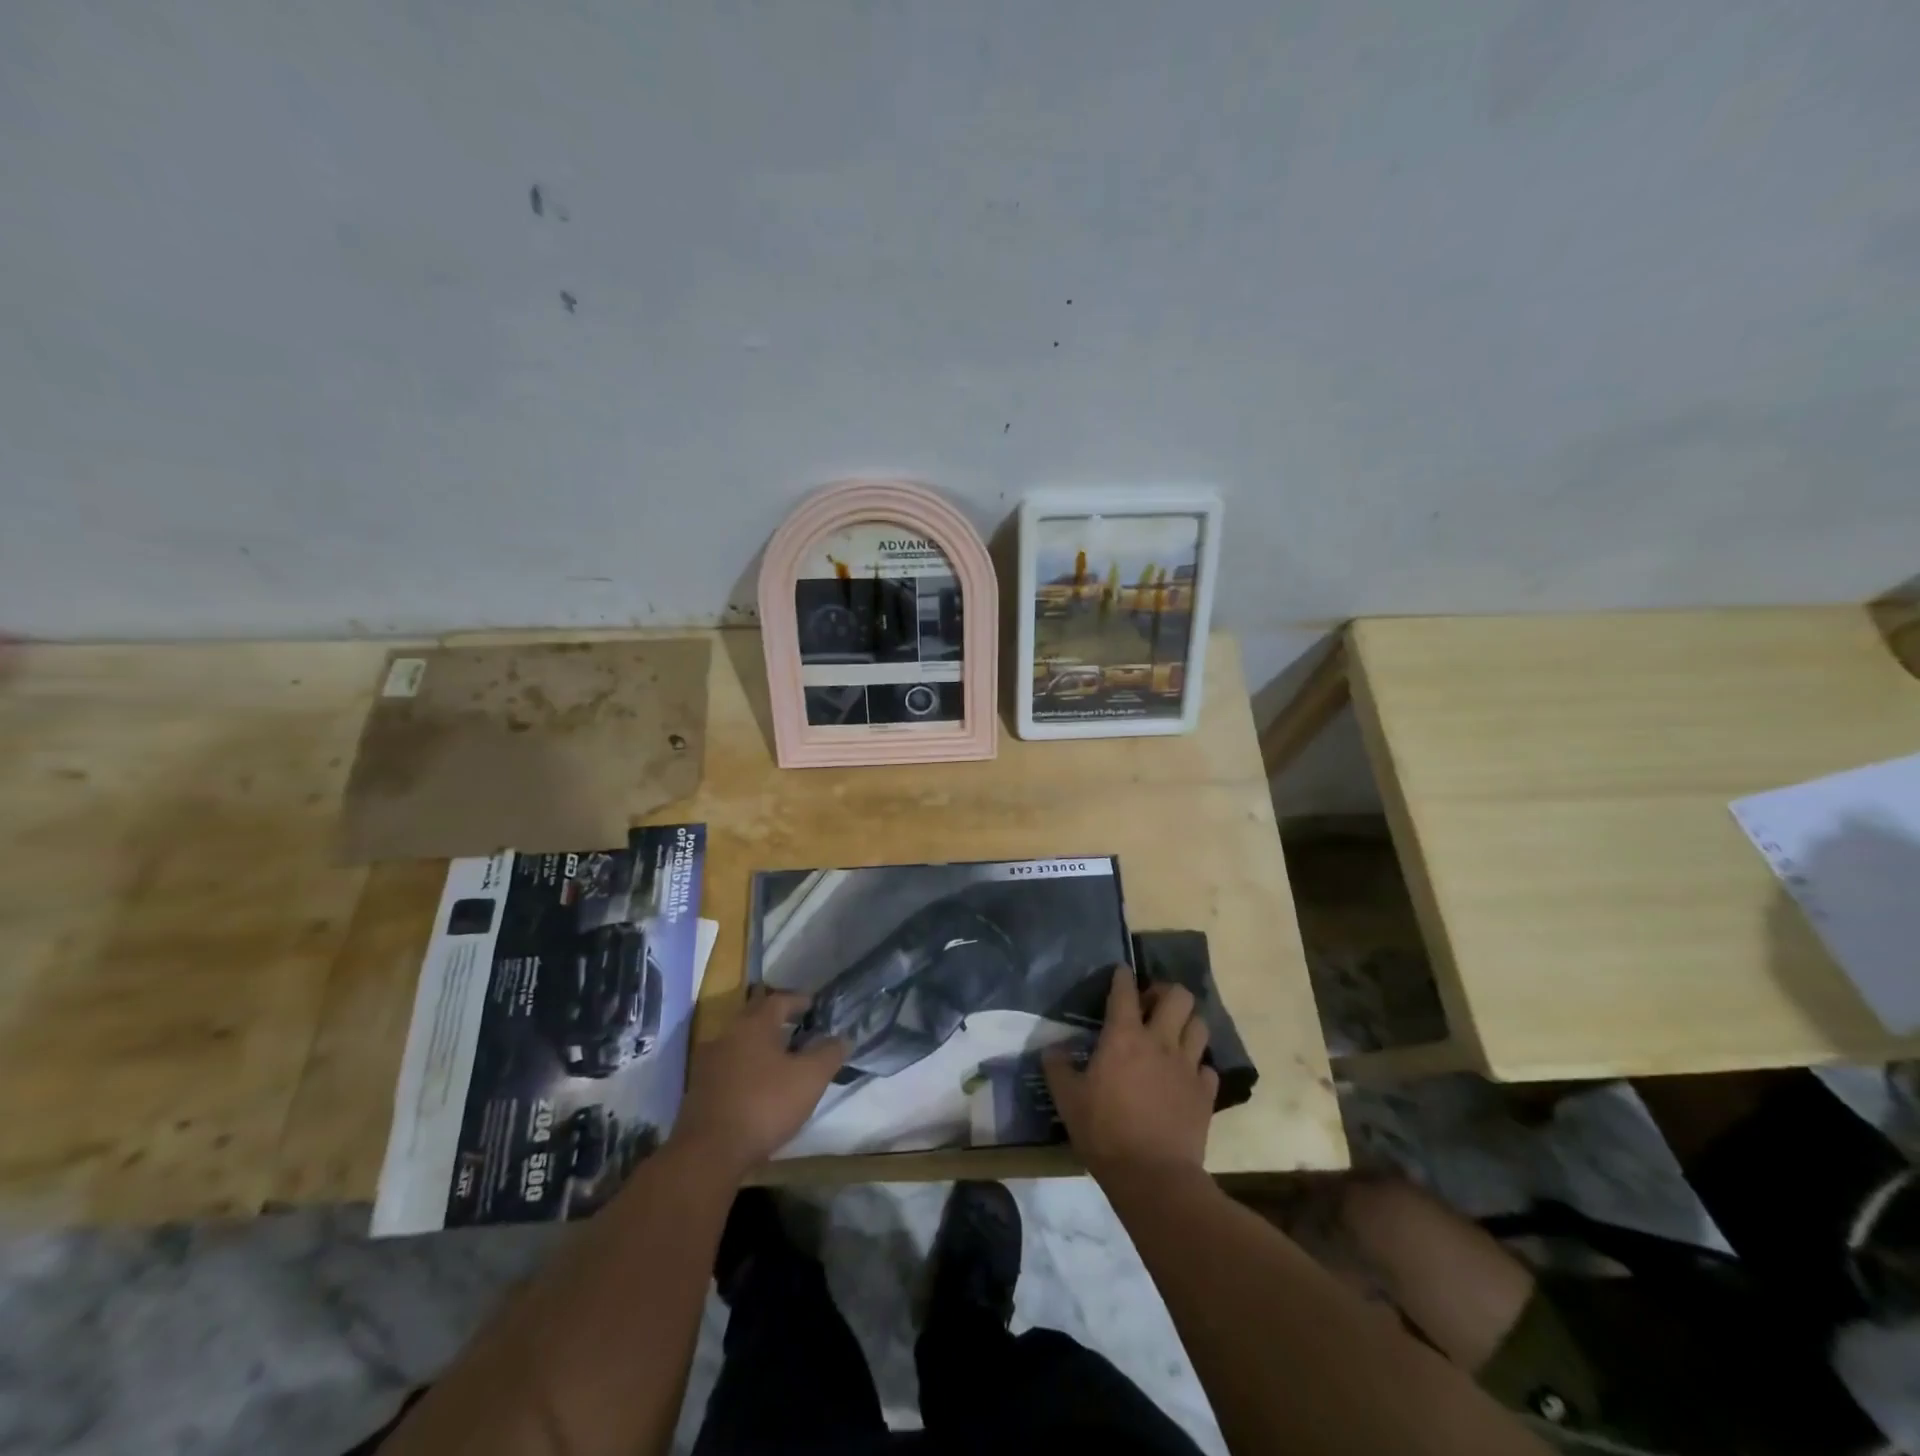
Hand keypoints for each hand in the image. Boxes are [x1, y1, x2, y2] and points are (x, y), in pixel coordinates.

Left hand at [673, 991, 846, 1176]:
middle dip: (777, 1019)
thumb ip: (829, 1054)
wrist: (708, 1153)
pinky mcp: (699, 1088)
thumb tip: (843, 1037)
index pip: (779, 1000)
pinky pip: (728, 1064)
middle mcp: (728, 1034)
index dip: (799, 1000)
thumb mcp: (810, 1079)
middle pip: (756, 1016)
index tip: (814, 1006)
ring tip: (780, 1056)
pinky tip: (757, 1083)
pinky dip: (745, 1065)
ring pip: (740, 1041)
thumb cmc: (764, 1105)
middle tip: (799, 1026)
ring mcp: (708, 1061)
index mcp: (754, 1024)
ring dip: (760, 1043)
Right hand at [1044, 966, 1217, 1180]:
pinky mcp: (1205, 1093)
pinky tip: (1186, 1076)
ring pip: (1199, 1025)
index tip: (1121, 972)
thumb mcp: (1068, 1100)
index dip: (1123, 976)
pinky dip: (1198, 1066)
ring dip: (1186, 1023)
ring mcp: (1187, 1066)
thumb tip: (1051, 1050)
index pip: (1124, 991)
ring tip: (1173, 1034)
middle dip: (1166, 992)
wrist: (1153, 1176)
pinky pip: (1208, 1067)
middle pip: (1178, 996)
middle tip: (1151, 1005)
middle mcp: (1159, 1041)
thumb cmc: (1104, 1132)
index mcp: (1123, 1037)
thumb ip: (1057, 1069)